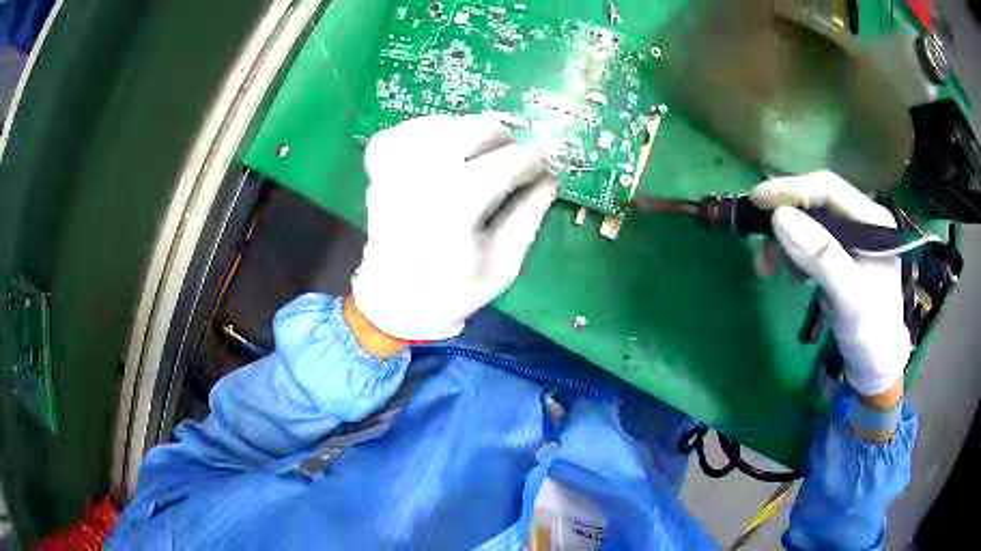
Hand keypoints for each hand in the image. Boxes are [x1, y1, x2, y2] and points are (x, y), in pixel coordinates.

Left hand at [350, 114, 556, 342]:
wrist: (395, 301)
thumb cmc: (453, 290)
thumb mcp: (503, 264)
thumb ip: (528, 216)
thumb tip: (549, 178)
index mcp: (457, 207)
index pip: (510, 161)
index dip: (534, 161)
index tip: (541, 169)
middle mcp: (422, 179)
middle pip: (473, 130)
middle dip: (504, 137)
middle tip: (512, 155)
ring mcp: (394, 168)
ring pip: (440, 124)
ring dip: (467, 130)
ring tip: (479, 150)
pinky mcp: (377, 169)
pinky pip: (402, 131)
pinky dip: (426, 131)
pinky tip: (440, 148)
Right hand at [749, 171, 910, 406]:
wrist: (876, 364)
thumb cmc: (870, 332)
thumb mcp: (849, 296)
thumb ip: (820, 255)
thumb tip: (779, 216)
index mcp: (872, 221)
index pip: (829, 189)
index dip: (793, 190)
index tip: (757, 199)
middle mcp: (861, 220)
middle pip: (816, 203)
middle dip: (785, 220)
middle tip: (757, 244)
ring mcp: (850, 238)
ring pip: (809, 223)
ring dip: (784, 240)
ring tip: (767, 268)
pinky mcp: (840, 255)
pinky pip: (809, 242)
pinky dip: (793, 254)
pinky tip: (790, 275)